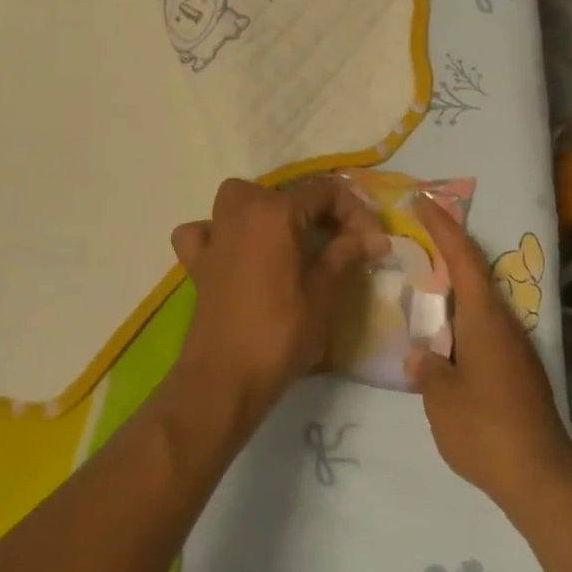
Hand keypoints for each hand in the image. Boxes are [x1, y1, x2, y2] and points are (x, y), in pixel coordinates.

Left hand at [169, 178, 387, 422]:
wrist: (225, 379)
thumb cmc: (280, 334)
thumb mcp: (323, 293)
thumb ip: (345, 254)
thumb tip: (373, 237)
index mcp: (275, 213)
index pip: (325, 192)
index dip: (355, 213)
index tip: (374, 243)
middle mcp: (241, 213)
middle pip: (284, 192)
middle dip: (317, 210)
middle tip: (340, 242)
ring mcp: (215, 236)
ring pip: (238, 199)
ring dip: (265, 209)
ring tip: (288, 237)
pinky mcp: (197, 263)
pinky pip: (203, 231)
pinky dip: (217, 233)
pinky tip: (234, 252)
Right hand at [407, 198, 571, 513]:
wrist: (542, 477)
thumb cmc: (485, 428)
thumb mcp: (441, 398)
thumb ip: (427, 369)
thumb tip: (422, 356)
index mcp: (484, 318)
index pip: (463, 256)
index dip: (442, 225)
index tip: (423, 199)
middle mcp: (504, 323)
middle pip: (475, 274)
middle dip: (448, 253)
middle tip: (417, 240)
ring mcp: (516, 348)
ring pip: (480, 304)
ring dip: (454, 291)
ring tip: (423, 293)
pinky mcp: (519, 371)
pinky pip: (484, 330)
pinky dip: (462, 321)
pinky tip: (444, 342)